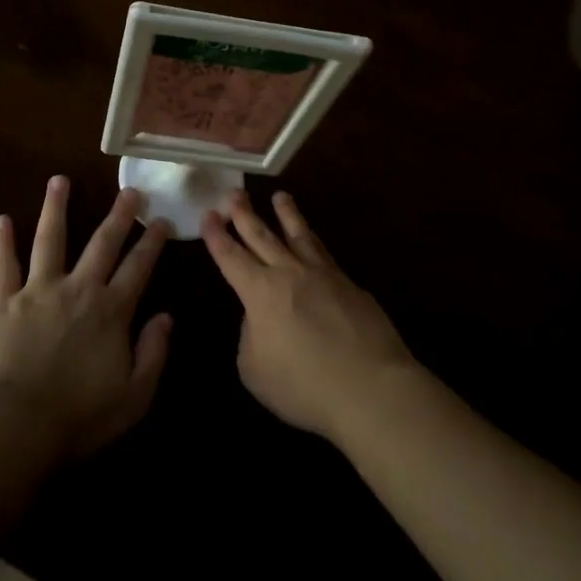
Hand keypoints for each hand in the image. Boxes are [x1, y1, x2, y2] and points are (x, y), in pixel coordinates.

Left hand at [0, 176, 173, 461]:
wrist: (14, 425)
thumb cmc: (78, 417)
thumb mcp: (133, 396)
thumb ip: (153, 353)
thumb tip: (166, 316)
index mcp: (111, 311)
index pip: (138, 268)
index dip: (153, 243)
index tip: (162, 220)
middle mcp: (78, 289)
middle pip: (102, 243)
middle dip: (119, 215)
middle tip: (129, 190)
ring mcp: (38, 290)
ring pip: (50, 239)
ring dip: (56, 208)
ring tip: (59, 180)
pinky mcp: (3, 301)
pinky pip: (2, 265)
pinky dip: (2, 242)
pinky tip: (2, 219)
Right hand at [203, 190, 416, 444]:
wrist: (371, 388)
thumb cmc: (304, 386)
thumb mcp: (255, 370)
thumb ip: (250, 336)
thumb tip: (259, 317)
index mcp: (260, 292)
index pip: (231, 256)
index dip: (217, 235)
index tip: (208, 214)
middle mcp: (289, 273)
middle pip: (262, 236)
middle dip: (245, 214)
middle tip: (234, 193)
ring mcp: (324, 275)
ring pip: (300, 235)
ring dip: (287, 214)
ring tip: (280, 196)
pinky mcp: (351, 285)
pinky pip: (325, 254)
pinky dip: (314, 242)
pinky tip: (314, 240)